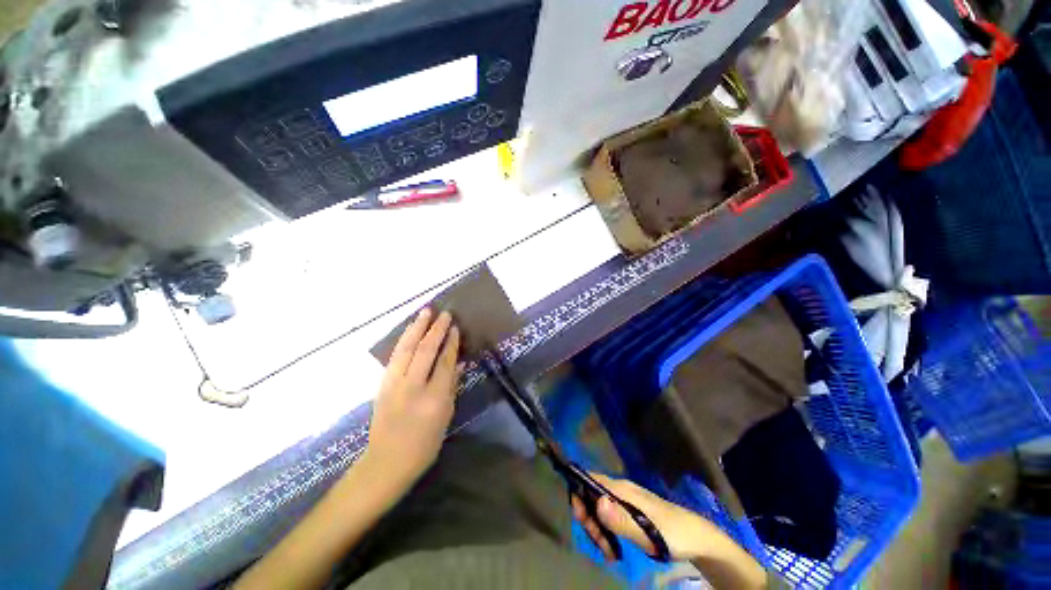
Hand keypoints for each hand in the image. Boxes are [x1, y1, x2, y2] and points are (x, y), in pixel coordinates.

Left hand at [365, 308, 460, 488]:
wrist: (385, 463)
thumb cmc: (424, 445)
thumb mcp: (446, 417)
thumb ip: (452, 387)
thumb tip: (458, 363)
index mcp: (434, 398)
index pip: (445, 362)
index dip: (451, 343)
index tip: (455, 327)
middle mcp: (413, 387)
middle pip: (425, 350)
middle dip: (436, 329)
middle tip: (444, 313)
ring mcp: (394, 384)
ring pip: (406, 348)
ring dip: (417, 328)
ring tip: (425, 312)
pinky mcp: (383, 384)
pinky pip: (395, 356)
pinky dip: (404, 339)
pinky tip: (410, 331)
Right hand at [572, 473, 727, 561]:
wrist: (698, 539)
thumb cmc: (673, 533)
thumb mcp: (648, 532)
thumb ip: (621, 519)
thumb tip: (596, 501)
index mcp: (623, 489)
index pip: (591, 480)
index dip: (579, 493)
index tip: (579, 518)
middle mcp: (621, 491)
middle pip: (593, 497)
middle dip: (590, 519)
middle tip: (599, 544)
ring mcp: (626, 502)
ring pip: (600, 510)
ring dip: (598, 530)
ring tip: (608, 552)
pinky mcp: (630, 514)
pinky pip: (610, 519)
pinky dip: (607, 533)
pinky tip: (613, 550)